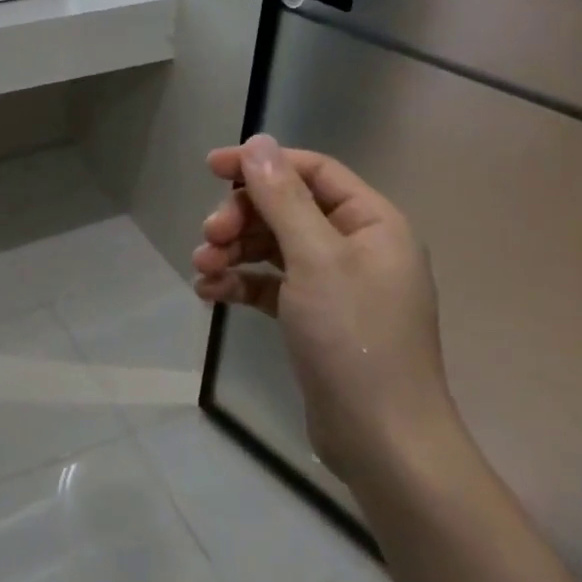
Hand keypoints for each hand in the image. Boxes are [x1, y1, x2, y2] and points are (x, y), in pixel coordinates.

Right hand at [193, 134, 454, 485]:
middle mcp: (356, 246)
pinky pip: (270, 285)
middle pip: (287, 210)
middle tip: (208, 237)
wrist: (380, 438)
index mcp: (371, 222)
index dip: (262, 164)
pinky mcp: (313, 318)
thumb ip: (283, 198)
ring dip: (234, 252)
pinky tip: (209, 294)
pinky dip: (240, 284)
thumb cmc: (353, 337)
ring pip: (273, 248)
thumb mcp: (315, 259)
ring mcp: (334, 285)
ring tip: (201, 270)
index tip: (212, 167)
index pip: (312, 172)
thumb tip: (259, 143)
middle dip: (242, 218)